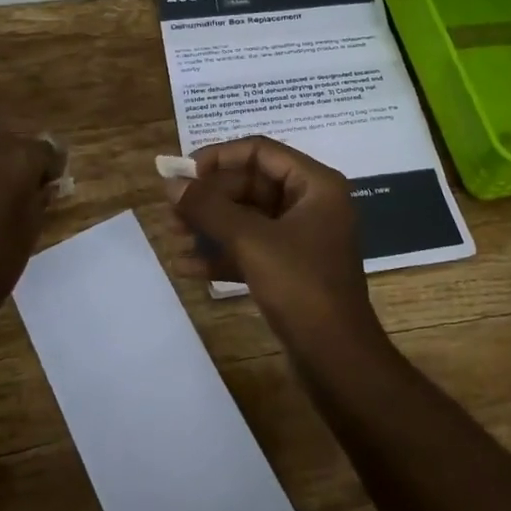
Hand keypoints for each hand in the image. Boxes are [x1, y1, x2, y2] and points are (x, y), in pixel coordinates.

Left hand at [0, 136, 58, 300]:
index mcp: (19, 161)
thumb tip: (43, 185)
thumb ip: (40, 196)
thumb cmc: (0, 258)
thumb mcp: (33, 226)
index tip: (49, 183)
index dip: (49, 166)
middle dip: (17, 163)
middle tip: (19, 189)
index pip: (44, 148)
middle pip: (9, 146)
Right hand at [165, 135, 382, 349]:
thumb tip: (172, 182)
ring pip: (249, 218)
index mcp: (316, 184)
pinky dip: (223, 253)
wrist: (338, 360)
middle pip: (252, 184)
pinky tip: (187, 267)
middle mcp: (312, 204)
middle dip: (210, 197)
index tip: (184, 173)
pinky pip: (252, 248)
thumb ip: (209, 208)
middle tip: (172, 210)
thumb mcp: (251, 242)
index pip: (261, 151)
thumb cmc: (301, 287)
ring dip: (211, 225)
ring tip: (173, 235)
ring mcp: (302, 238)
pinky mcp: (291, 269)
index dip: (220, 157)